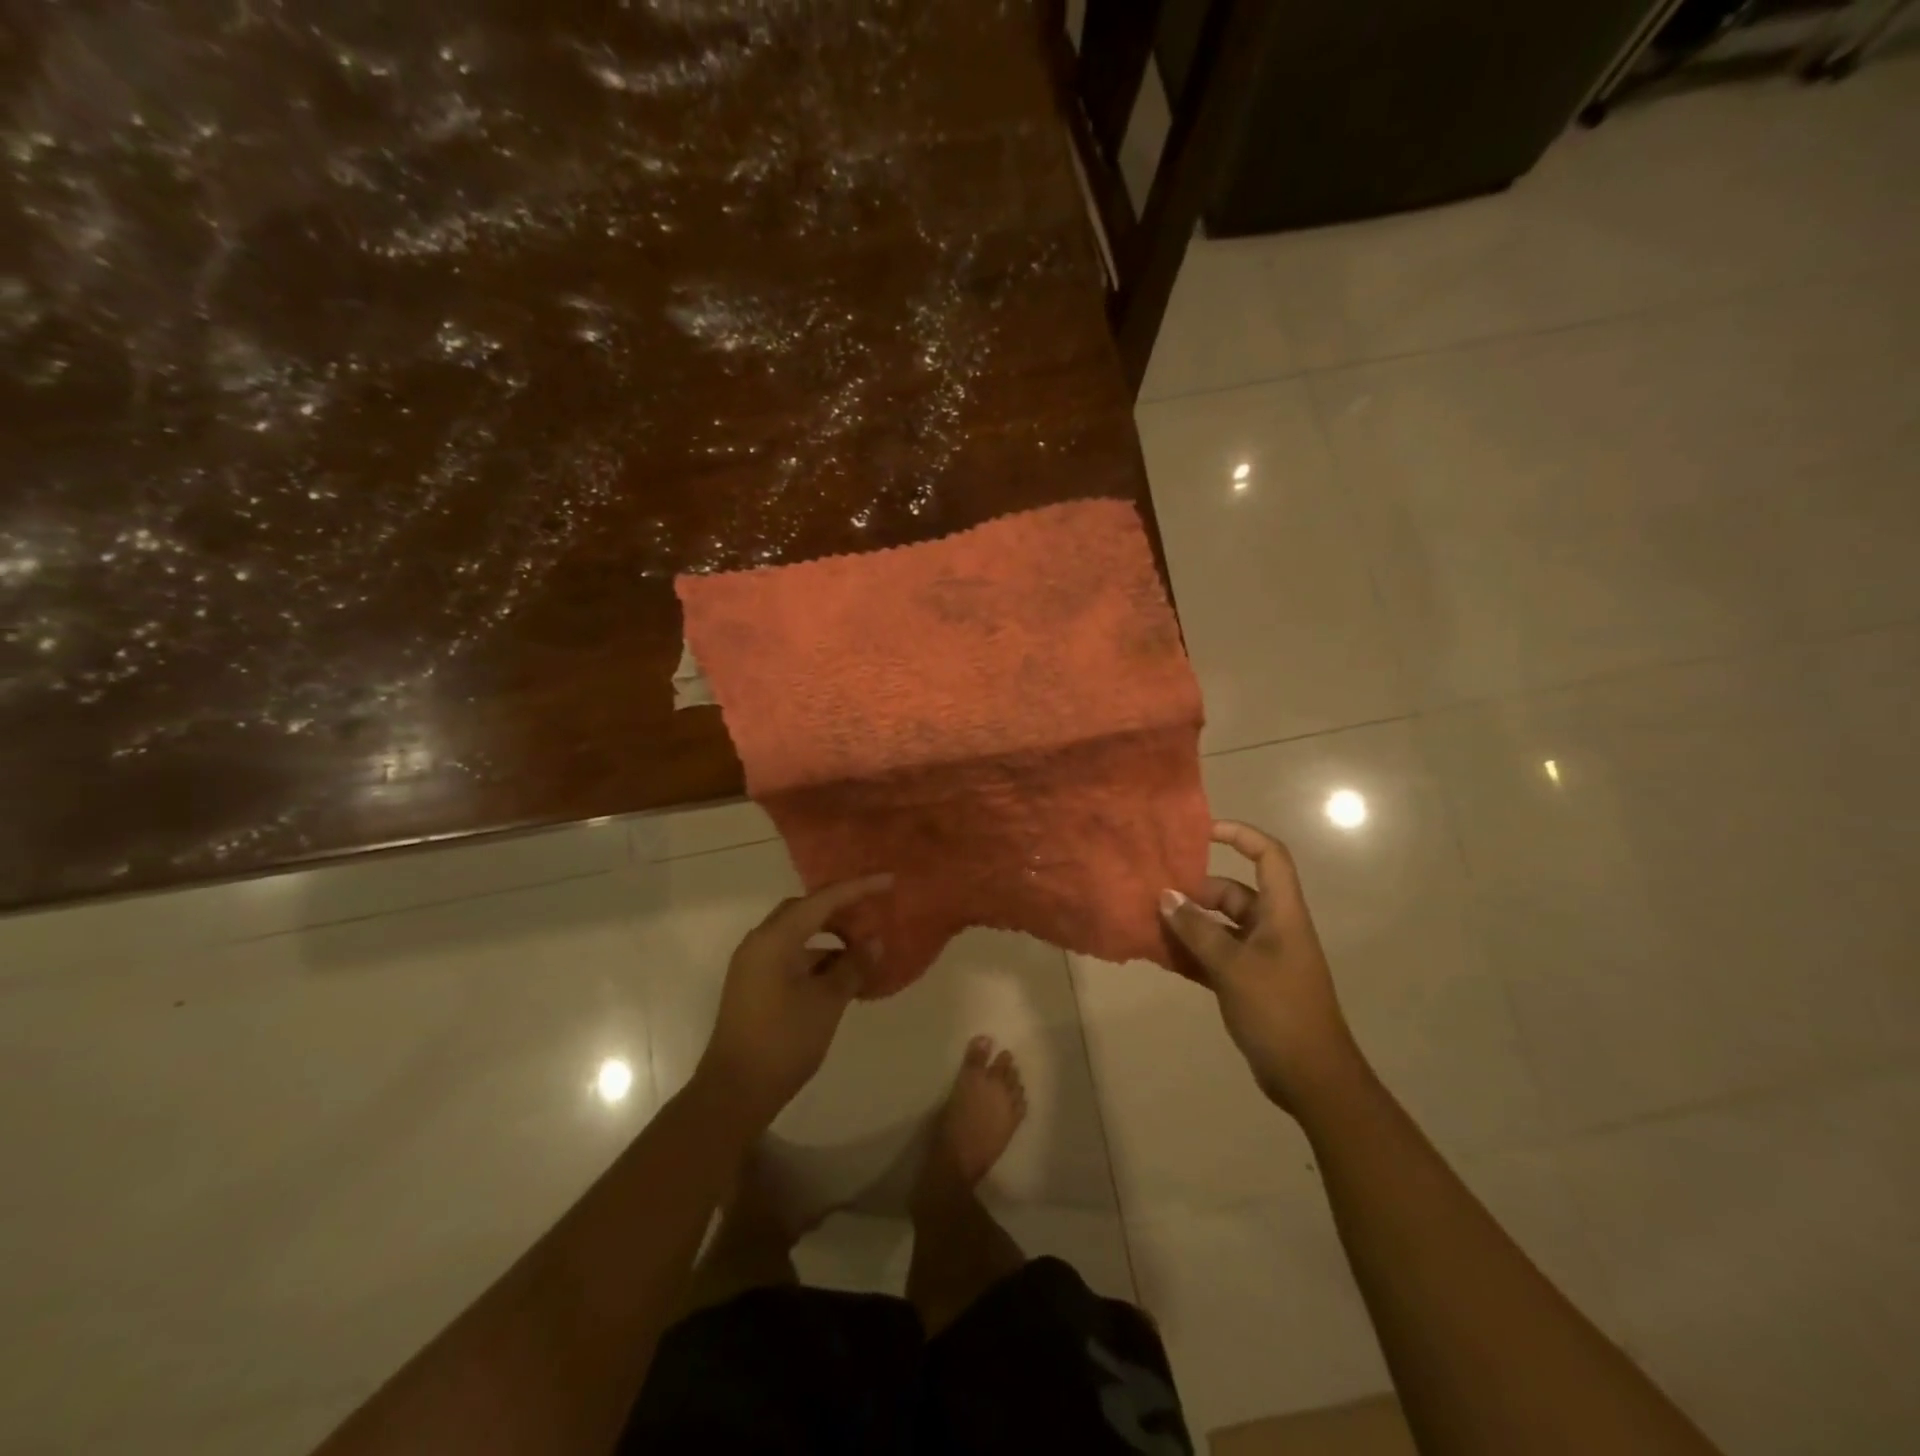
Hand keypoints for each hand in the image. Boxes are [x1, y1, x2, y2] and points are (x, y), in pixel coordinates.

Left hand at [692, 874, 894, 1129]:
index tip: (889, 881)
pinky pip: (791, 955)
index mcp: (774, 939)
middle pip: (806, 911)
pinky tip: (842, 975)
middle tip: (874, 914)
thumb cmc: (783, 1041)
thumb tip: (874, 943)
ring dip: (830, 937)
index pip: (822, 900)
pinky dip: (818, 958)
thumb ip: (852, 966)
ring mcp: (754, 964)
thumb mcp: (826, 1002)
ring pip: (798, 934)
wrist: (734, 1092)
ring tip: (864, 950)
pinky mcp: (755, 985)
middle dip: (841, 910)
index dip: (858, 888)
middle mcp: (760, 943)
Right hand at [1160, 821, 1365, 1113]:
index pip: (1268, 856)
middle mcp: (1273, 927)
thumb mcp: (1233, 966)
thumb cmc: (1278, 1010)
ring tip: (1149, 921)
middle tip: (1156, 894)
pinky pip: (1216, 955)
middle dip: (1196, 890)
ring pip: (1220, 925)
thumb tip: (1165, 896)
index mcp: (1281, 913)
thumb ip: (1197, 930)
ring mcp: (1262, 956)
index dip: (1239, 835)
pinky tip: (1161, 956)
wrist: (1312, 1078)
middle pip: (1234, 892)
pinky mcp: (1250, 982)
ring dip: (1189, 923)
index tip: (1200, 832)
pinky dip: (1192, 952)